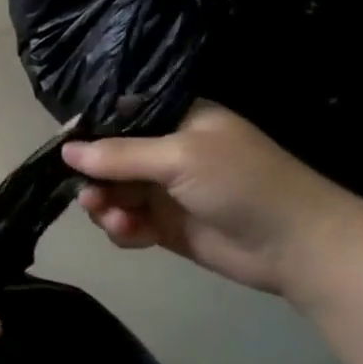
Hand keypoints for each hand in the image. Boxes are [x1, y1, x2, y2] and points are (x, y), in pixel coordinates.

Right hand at [61, 103, 362, 296]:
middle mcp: (166, 152)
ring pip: (114, 194)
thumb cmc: (242, 183)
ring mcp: (165, 191)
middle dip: (95, 178)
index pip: (120, 118)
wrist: (296, 245)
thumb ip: (119, 155)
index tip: (66, 151)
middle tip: (90, 197)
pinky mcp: (166, 226)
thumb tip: (65, 150)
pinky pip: (127, 224)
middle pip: (108, 160)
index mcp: (176, 121)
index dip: (90, 133)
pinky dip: (122, 229)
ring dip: (106, 206)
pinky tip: (131, 235)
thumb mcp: (178, 158)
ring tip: (113, 219)